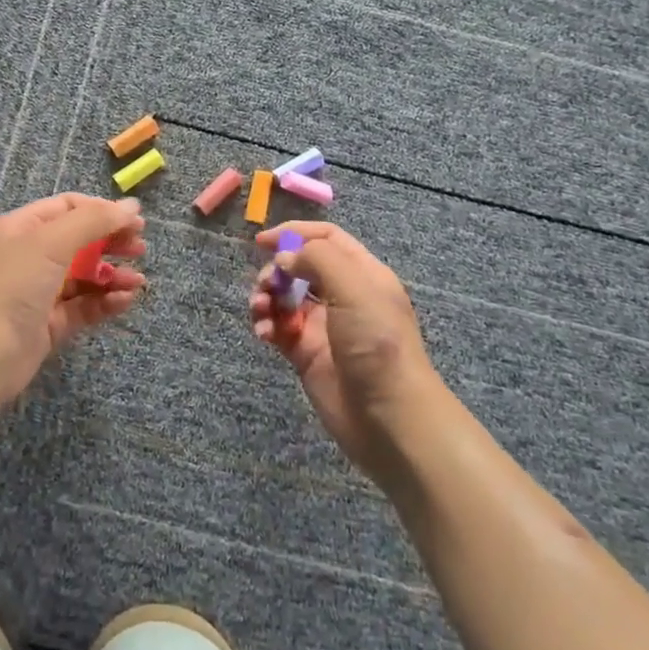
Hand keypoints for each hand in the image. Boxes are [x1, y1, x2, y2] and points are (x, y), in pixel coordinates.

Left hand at [0, 193, 146, 411]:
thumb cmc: (11, 286)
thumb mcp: (51, 242)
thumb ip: (93, 221)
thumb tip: (131, 206)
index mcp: (22, 228)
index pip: (68, 208)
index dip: (102, 211)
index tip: (136, 221)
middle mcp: (29, 256)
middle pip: (80, 241)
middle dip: (112, 243)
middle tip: (141, 249)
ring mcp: (38, 292)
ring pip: (85, 276)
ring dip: (113, 276)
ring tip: (138, 282)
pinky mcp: (48, 324)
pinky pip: (83, 306)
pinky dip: (105, 301)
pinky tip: (125, 301)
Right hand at [249, 221, 447, 480]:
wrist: (388, 416)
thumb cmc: (377, 342)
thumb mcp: (355, 287)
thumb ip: (318, 258)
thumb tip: (285, 258)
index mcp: (362, 274)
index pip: (327, 238)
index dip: (295, 233)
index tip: (263, 241)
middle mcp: (343, 296)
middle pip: (300, 267)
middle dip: (277, 270)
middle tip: (266, 285)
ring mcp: (323, 326)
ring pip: (284, 297)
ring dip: (266, 297)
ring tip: (260, 311)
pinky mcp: (306, 353)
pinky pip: (279, 328)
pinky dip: (266, 325)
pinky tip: (264, 334)